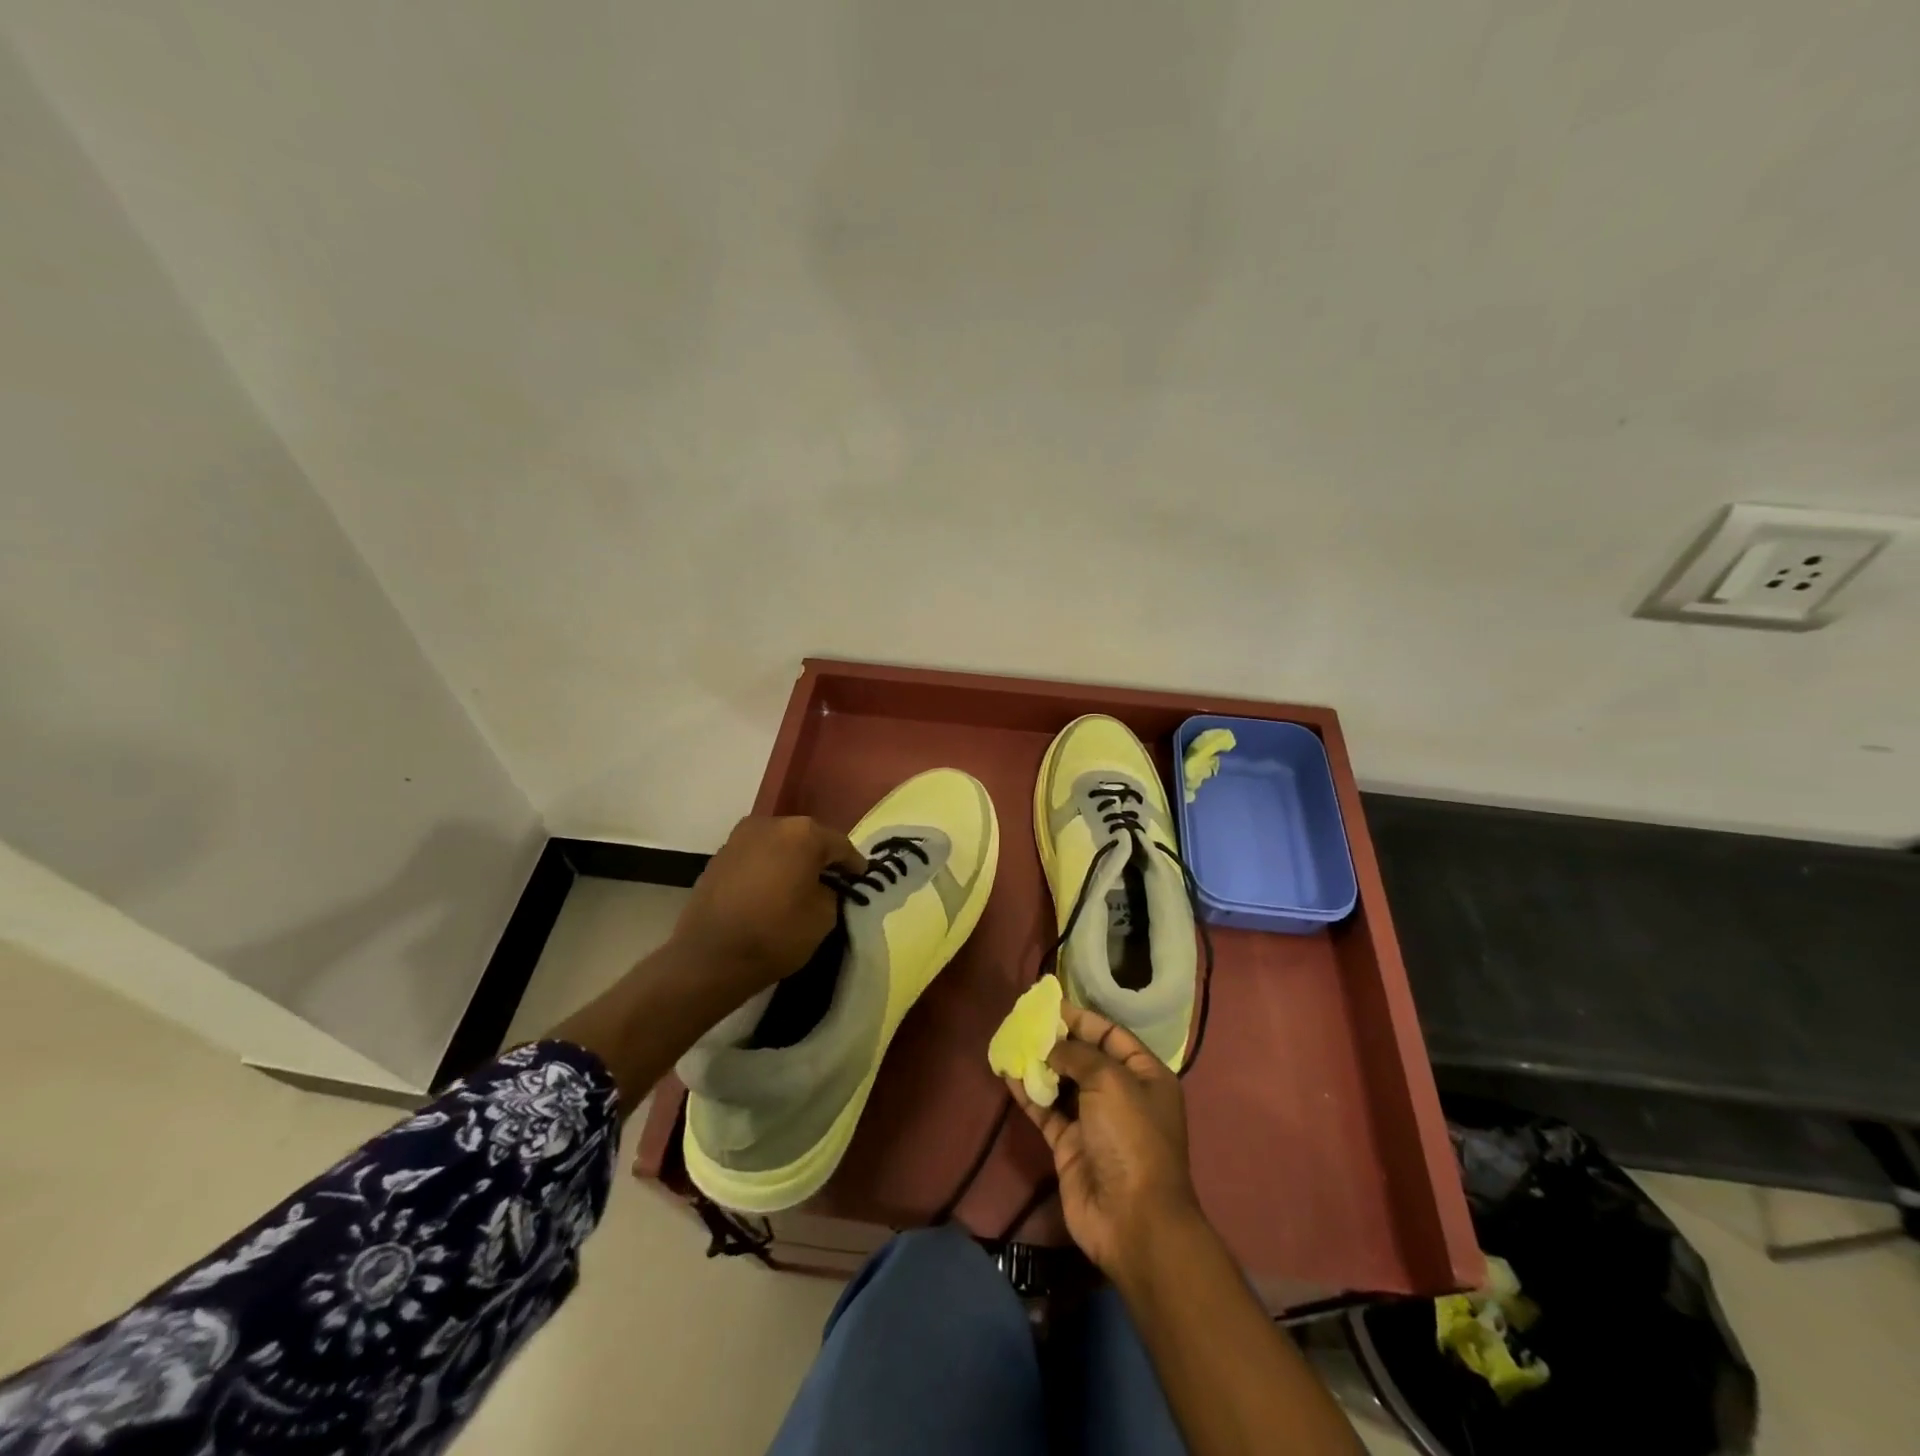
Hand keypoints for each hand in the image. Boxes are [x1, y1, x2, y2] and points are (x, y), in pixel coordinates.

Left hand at [670, 816, 865, 1003]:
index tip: (860, 881)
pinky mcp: (719, 855)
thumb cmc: (775, 934)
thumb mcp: (824, 917)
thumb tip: (826, 886)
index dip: (853, 865)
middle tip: (832, 883)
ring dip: (791, 861)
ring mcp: (740, 837)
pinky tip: (770, 891)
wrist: (709, 958)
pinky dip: (768, 868)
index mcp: (803, 833)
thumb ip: (833, 891)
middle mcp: (770, 823)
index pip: (840, 845)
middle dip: (820, 859)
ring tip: (798, 888)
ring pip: (779, 845)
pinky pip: (756, 856)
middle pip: (807, 838)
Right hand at [1006, 1002, 1203, 1280]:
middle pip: (1084, 1057)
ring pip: (1062, 1082)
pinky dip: (1028, 1093)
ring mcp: (1094, 1121)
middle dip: (1056, 1039)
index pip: (1111, 1035)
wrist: (1132, 1219)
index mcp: (1145, 1075)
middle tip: (1023, 1021)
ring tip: (1010, 1041)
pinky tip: (1008, 1074)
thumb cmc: (1130, 1138)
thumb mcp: (1110, 1081)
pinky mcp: (1070, 1145)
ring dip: (1038, 1064)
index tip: (1049, 1005)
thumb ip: (1078, 1055)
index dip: (1081, 1018)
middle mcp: (1121, 1094)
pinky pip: (1046, 1110)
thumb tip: (1052, 1047)